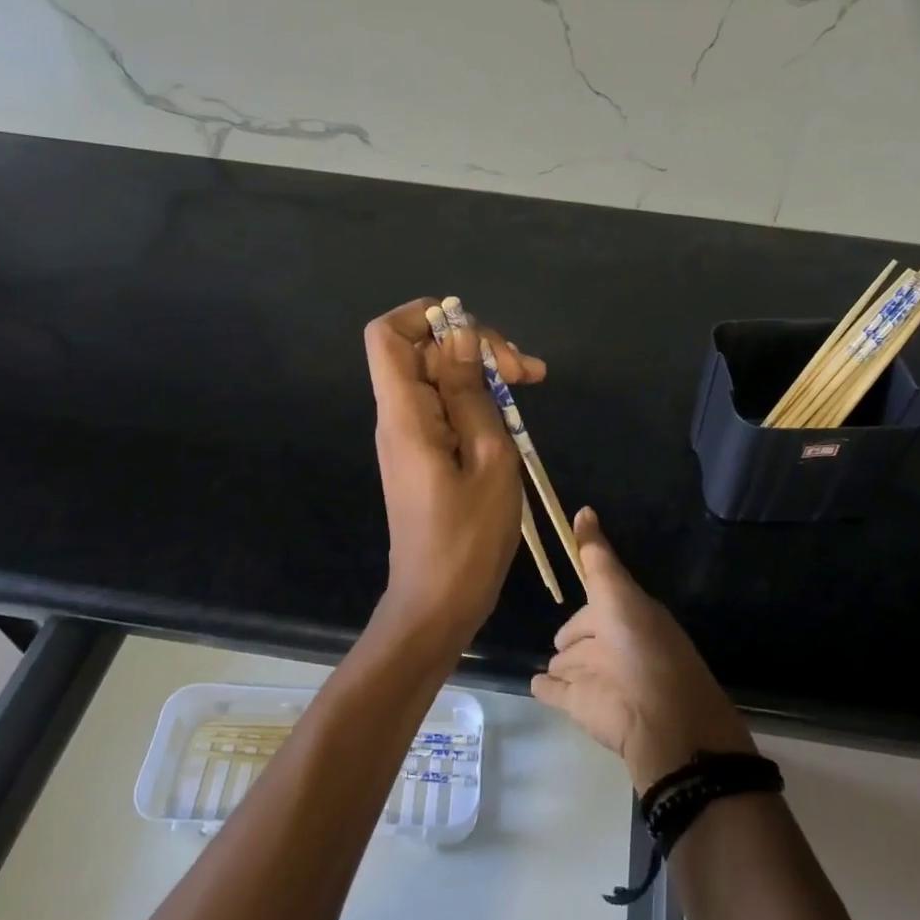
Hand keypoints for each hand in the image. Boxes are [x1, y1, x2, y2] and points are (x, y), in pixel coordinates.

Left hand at [365, 298, 545, 647]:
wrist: (439, 604)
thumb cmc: (468, 537)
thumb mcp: (487, 457)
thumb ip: (471, 392)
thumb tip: (459, 335)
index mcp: (405, 414)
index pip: (387, 335)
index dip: (424, 316)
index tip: (474, 330)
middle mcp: (399, 417)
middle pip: (422, 351)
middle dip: (474, 346)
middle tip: (525, 369)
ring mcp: (411, 436)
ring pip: (439, 377)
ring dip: (483, 371)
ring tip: (532, 380)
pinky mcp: (425, 454)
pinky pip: (445, 407)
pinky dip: (478, 399)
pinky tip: (514, 410)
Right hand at [531, 508, 754, 790]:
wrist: (660, 722)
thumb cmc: (641, 648)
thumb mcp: (618, 593)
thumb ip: (597, 556)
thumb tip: (584, 509)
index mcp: (629, 617)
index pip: (602, 601)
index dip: (590, 594)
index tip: (571, 583)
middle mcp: (614, 645)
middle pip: (589, 635)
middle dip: (575, 634)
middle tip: (560, 638)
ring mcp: (598, 678)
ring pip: (575, 664)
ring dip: (563, 663)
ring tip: (549, 664)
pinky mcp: (582, 707)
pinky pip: (557, 692)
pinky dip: (548, 687)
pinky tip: (536, 683)